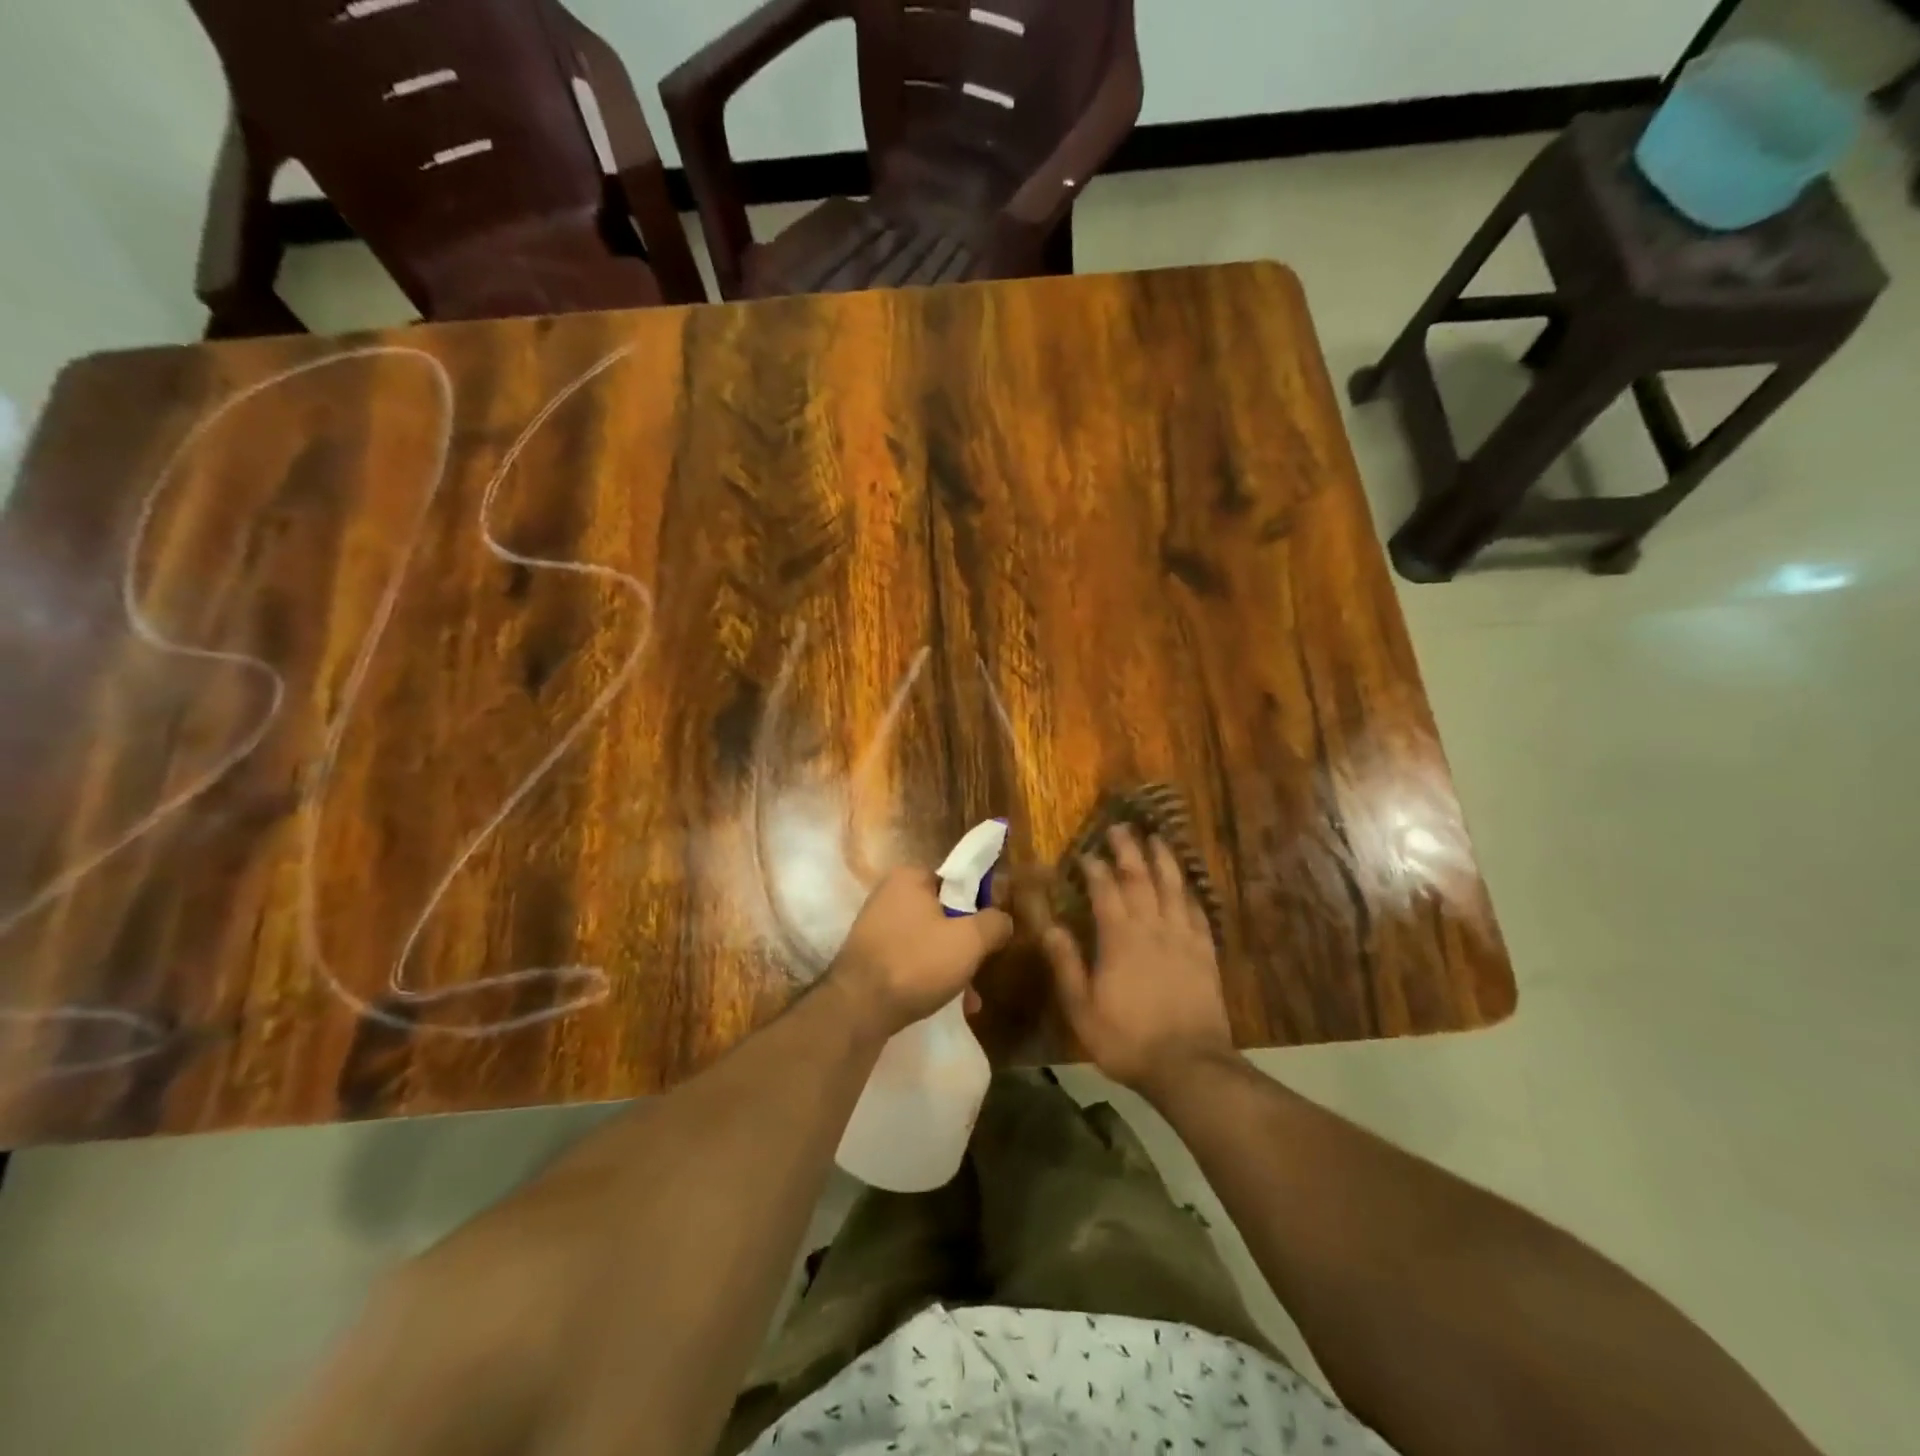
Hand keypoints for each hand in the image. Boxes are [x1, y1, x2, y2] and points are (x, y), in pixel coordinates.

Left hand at [829, 866, 1013, 1038]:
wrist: (857, 1009)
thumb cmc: (916, 963)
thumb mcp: (970, 941)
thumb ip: (994, 923)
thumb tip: (1002, 920)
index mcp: (909, 877)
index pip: (956, 881)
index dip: (978, 906)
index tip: (990, 933)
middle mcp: (889, 895)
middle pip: (944, 913)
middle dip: (966, 944)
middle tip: (979, 969)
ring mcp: (876, 926)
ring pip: (929, 940)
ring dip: (951, 965)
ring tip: (968, 998)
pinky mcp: (869, 956)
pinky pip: (911, 959)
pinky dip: (929, 976)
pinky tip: (947, 1003)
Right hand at [1037, 826, 1234, 1098]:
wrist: (1189, 1065)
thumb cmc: (1127, 1039)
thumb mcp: (1083, 1009)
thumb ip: (1066, 965)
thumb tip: (1049, 927)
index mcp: (1119, 939)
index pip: (1105, 890)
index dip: (1095, 868)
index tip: (1086, 853)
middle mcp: (1152, 928)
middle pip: (1141, 878)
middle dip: (1129, 850)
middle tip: (1121, 827)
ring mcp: (1183, 938)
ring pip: (1173, 887)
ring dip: (1163, 860)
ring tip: (1157, 837)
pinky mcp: (1206, 953)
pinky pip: (1198, 912)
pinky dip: (1190, 892)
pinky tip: (1187, 884)